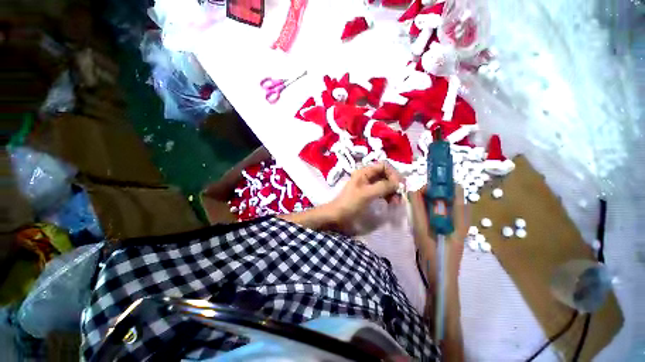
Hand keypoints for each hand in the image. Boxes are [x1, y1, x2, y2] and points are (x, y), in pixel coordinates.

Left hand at [325, 162, 402, 232]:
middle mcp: (366, 176)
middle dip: (394, 184)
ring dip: (392, 191)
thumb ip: (383, 186)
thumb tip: (398, 183)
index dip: (393, 173)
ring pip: (384, 184)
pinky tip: (391, 203)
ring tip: (396, 203)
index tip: (399, 185)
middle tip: (400, 196)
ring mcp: (367, 185)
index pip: (383, 165)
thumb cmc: (350, 203)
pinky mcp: (368, 194)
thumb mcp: (367, 194)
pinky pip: (381, 191)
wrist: (337, 216)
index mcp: (364, 172)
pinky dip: (387, 196)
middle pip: (385, 175)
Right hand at [408, 186, 467, 284]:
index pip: (455, 189)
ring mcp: (454, 223)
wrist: (441, 278)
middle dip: (430, 192)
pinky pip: (438, 211)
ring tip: (415, 207)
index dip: (440, 184)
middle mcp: (459, 217)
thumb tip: (413, 189)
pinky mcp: (447, 227)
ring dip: (428, 201)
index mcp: (459, 217)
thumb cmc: (435, 256)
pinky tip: (419, 216)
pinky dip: (428, 209)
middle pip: (447, 194)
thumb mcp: (423, 231)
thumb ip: (418, 210)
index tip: (423, 188)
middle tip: (415, 199)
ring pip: (441, 203)